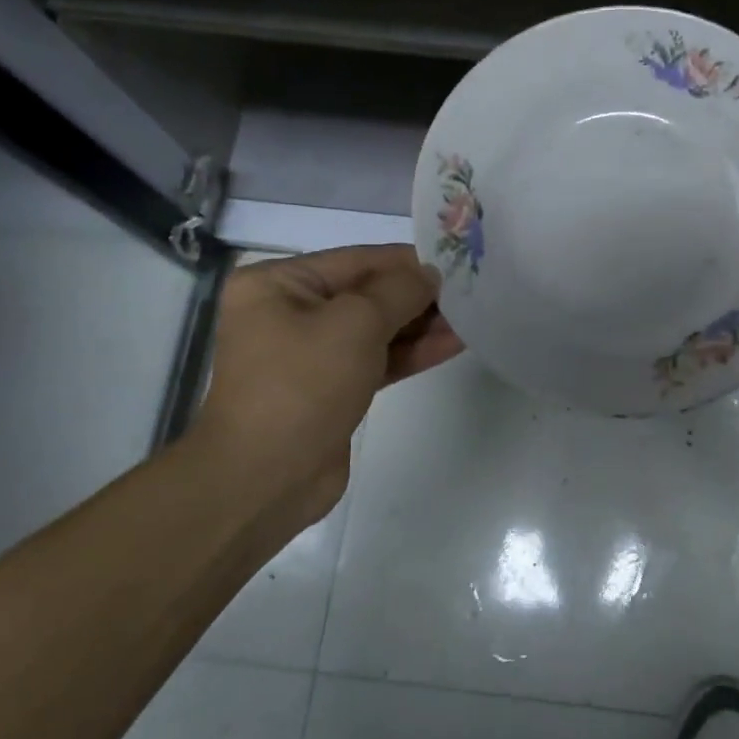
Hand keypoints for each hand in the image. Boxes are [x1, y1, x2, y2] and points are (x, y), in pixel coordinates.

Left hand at [183, 245, 463, 526]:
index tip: (455, 261)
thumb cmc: (304, 384)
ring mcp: (309, 353)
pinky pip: (375, 359)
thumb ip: (399, 290)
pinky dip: (410, 352)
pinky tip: (452, 344)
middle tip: (469, 291)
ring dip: (420, 325)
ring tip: (470, 317)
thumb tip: (429, 274)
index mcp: (277, 284)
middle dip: (416, 295)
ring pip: (375, 329)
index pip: (355, 260)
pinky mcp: (330, 388)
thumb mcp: (356, 322)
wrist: (267, 478)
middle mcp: (288, 312)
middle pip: (366, 293)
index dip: (406, 261)